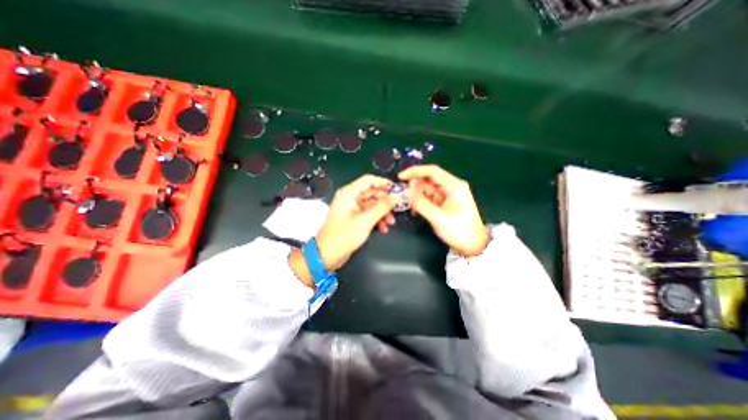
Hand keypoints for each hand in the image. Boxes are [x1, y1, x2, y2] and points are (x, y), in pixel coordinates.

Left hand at [313, 173, 397, 269]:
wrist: (327, 255)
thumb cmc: (343, 236)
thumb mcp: (366, 220)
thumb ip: (382, 207)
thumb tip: (396, 196)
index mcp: (349, 193)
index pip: (369, 180)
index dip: (383, 183)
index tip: (397, 189)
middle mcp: (350, 198)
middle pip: (372, 193)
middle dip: (385, 201)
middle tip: (397, 207)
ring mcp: (352, 209)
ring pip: (372, 204)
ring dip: (383, 212)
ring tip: (391, 222)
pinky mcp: (354, 218)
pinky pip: (369, 214)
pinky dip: (377, 219)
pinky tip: (383, 228)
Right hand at [397, 164, 492, 255]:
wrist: (474, 246)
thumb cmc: (459, 231)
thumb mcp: (438, 218)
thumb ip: (421, 203)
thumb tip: (406, 192)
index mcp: (454, 186)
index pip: (432, 171)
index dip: (415, 171)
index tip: (400, 177)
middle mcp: (451, 187)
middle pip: (429, 178)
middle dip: (415, 184)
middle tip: (403, 193)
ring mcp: (448, 195)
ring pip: (428, 188)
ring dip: (416, 193)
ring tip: (407, 202)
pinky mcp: (445, 203)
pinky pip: (430, 196)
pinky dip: (421, 199)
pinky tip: (415, 207)